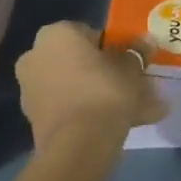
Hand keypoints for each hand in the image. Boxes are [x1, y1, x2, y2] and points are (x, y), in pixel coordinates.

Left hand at [16, 21, 166, 148]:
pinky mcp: (37, 121)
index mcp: (55, 34)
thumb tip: (147, 41)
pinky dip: (94, 114)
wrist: (78, 146)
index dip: (113, 47)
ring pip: (78, 88)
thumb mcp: (130, 66)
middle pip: (81, 62)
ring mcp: (33, 91)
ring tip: (140, 110)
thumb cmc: (104, 90)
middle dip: (109, 74)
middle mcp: (36, 57)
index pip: (89, 33)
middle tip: (137, 85)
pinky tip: (126, 124)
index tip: (130, 61)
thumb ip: (137, 52)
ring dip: (105, 96)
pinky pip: (72, 109)